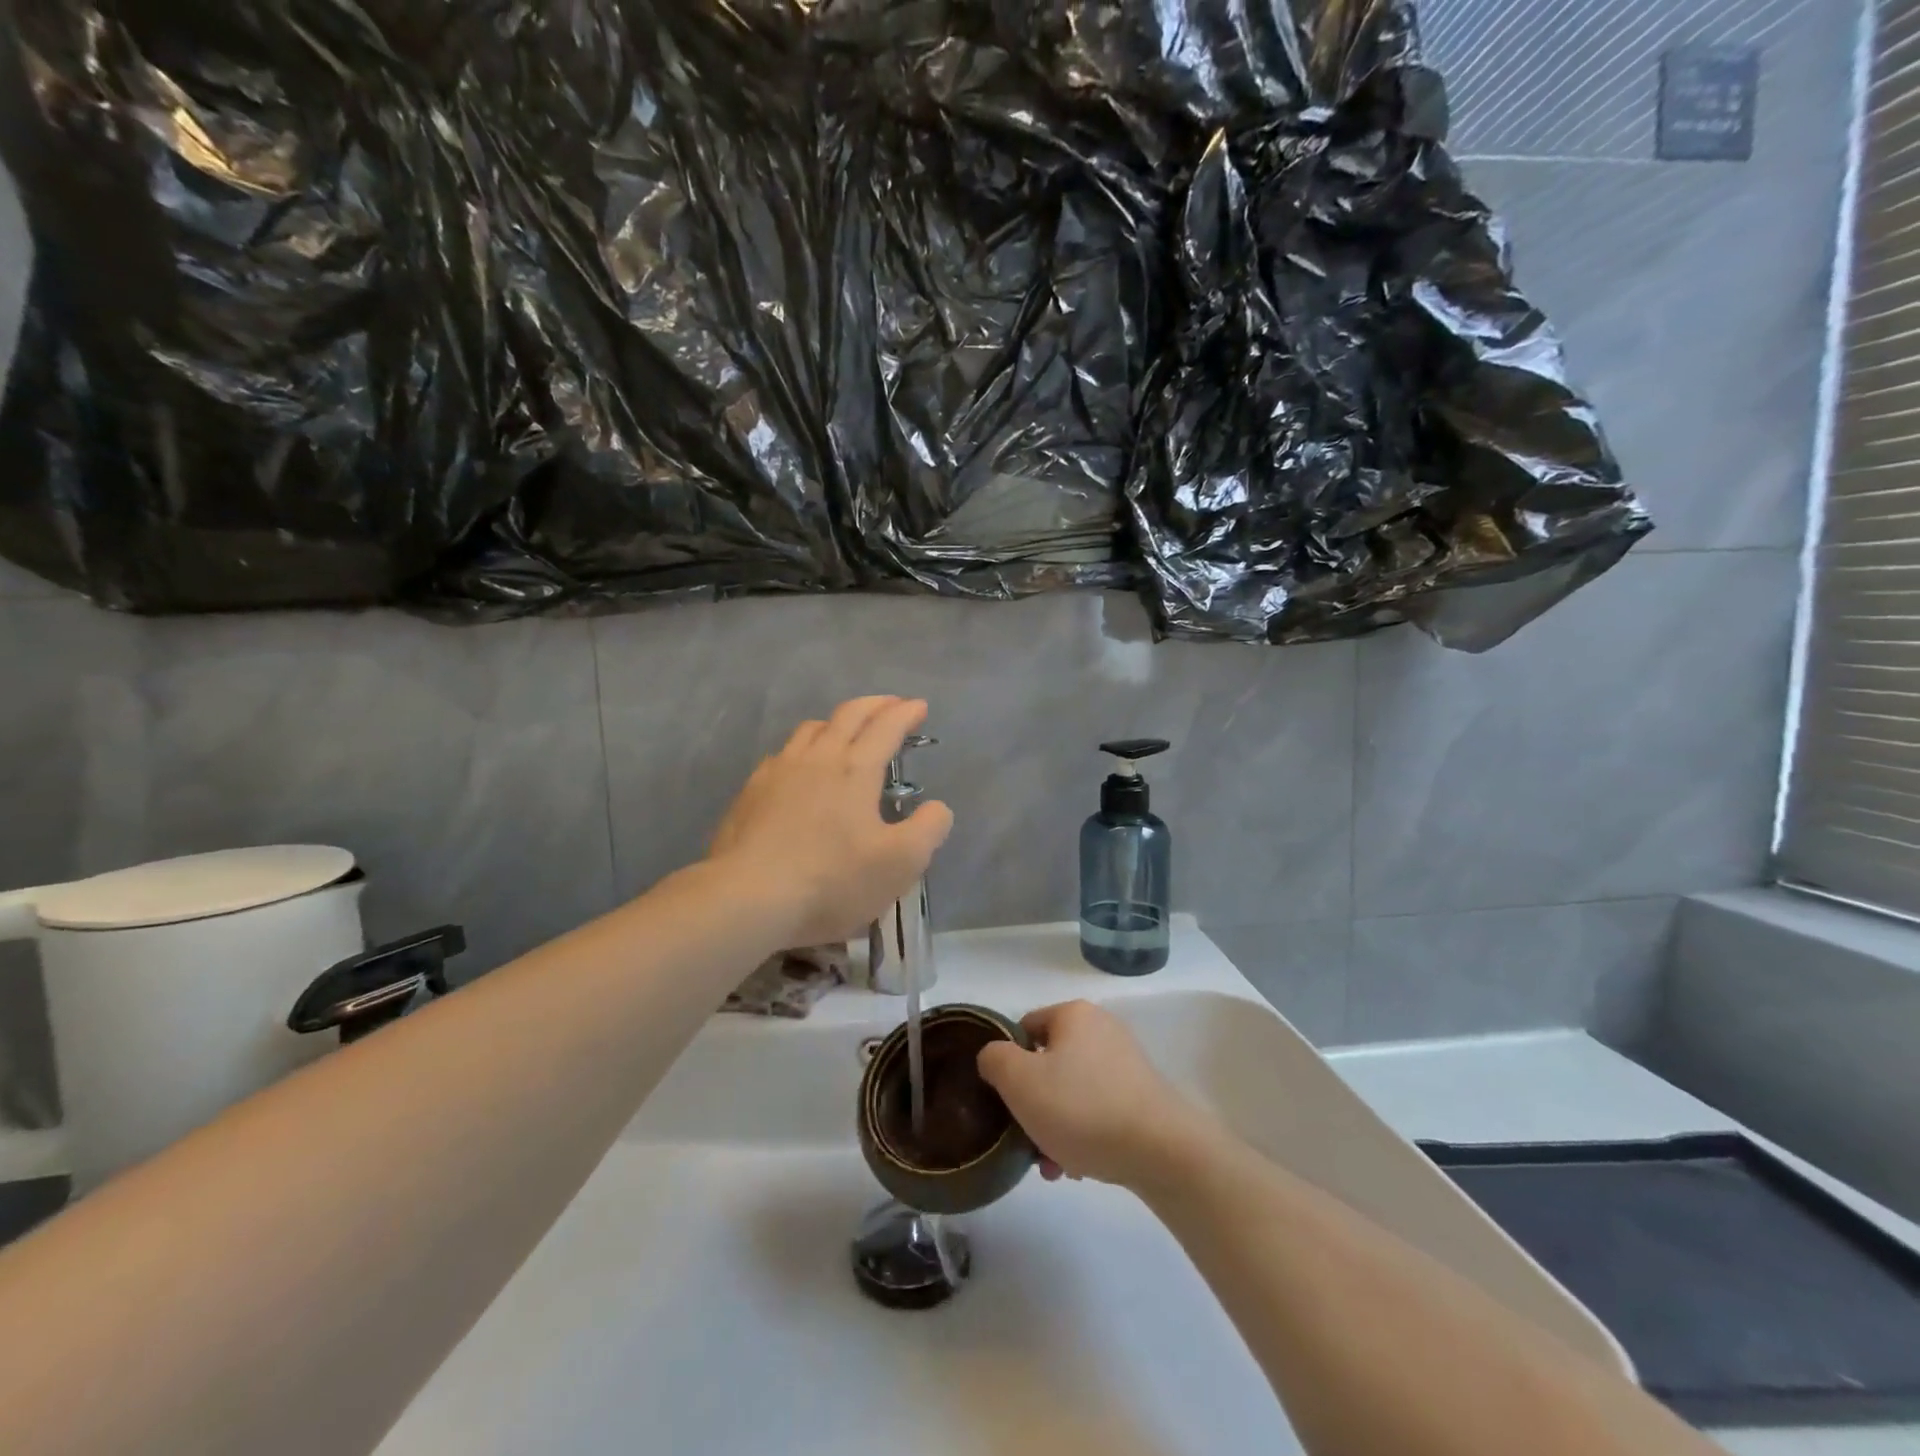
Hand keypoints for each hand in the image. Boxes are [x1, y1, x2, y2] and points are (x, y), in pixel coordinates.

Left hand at [709, 696, 953, 946]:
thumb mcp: (900, 863)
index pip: (886, 727)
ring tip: (847, 732)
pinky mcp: (751, 792)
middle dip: (874, 705)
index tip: (920, 706)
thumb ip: (929, 829)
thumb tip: (937, 807)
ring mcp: (778, 771)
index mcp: (856, 769)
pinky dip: (804, 749)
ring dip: (837, 722)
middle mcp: (817, 757)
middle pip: (848, 715)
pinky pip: (783, 754)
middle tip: (891, 705)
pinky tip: (801, 769)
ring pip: (811, 729)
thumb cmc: (832, 880)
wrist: (748, 898)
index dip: (906, 713)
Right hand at [976, 1000, 1218, 1190]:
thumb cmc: (1082, 1108)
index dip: (1008, 1064)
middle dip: (1033, 1105)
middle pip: (1048, 1064)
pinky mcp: (1142, 1095)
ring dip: (1055, 1126)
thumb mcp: (1020, 1081)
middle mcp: (1101, 1028)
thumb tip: (994, 1056)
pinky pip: (1098, 1109)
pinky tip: (1081, 1167)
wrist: (1162, 1151)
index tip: (1005, 1102)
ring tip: (1054, 1167)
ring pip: (1072, 1091)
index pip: (1024, 1029)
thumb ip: (994, 1059)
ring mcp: (1126, 1062)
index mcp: (1073, 1014)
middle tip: (1027, 1142)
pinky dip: (1084, 1133)